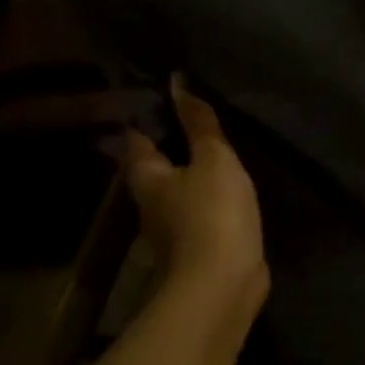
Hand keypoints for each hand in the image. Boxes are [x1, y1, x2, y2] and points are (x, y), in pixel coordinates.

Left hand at [118, 78, 268, 320]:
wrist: (222, 282)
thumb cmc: (212, 212)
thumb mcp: (213, 159)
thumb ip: (199, 124)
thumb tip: (176, 82)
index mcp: (146, 176)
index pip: (136, 137)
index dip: (146, 115)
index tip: (163, 94)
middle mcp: (150, 202)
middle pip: (153, 166)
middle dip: (168, 145)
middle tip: (193, 119)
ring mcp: (172, 228)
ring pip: (177, 190)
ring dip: (190, 173)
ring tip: (215, 150)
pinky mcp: (197, 246)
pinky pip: (200, 210)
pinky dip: (209, 196)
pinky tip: (228, 188)